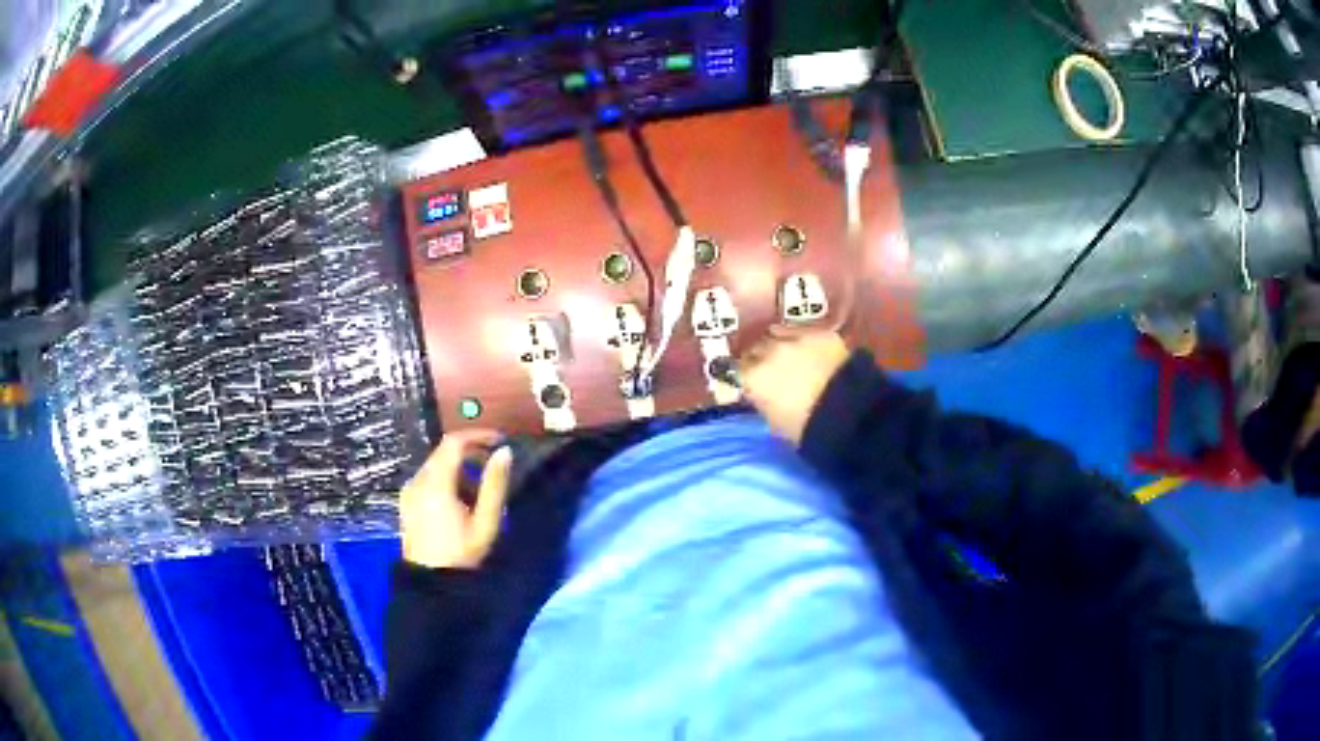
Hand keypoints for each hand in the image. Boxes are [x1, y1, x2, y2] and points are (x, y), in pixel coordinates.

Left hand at [399, 429, 512, 569]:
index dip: (478, 435)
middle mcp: (418, 480)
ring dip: (458, 468)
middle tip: (493, 466)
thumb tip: (505, 452)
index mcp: (436, 482)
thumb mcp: (485, 521)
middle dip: (470, 453)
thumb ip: (495, 484)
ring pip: (435, 465)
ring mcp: (409, 491)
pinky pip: (427, 478)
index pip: (454, 442)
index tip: (499, 440)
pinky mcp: (407, 502)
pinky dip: (445, 479)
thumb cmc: (462, 553)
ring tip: (479, 491)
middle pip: (443, 452)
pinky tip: (458, 502)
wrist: (430, 582)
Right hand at [740, 329, 849, 444]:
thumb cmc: (808, 429)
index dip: (745, 375)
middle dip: (761, 357)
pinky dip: (806, 342)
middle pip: (756, 348)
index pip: (737, 369)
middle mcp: (770, 351)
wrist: (850, 413)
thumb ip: (764, 403)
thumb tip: (764, 395)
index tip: (750, 380)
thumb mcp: (775, 423)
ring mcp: (796, 338)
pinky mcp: (822, 333)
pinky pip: (806, 332)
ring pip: (778, 333)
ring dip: (780, 343)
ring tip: (790, 355)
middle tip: (771, 368)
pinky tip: (814, 352)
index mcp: (754, 377)